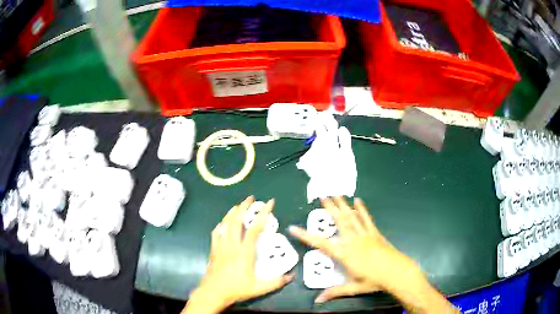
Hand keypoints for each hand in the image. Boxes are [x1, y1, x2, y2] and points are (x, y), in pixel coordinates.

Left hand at [183, 196, 293, 313]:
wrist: (213, 292)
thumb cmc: (236, 289)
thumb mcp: (259, 288)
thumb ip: (276, 282)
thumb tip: (292, 276)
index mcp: (245, 252)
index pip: (255, 229)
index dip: (263, 214)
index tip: (269, 203)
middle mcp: (232, 245)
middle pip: (236, 220)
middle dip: (244, 207)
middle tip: (250, 198)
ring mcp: (221, 246)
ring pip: (225, 224)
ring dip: (232, 212)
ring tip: (238, 205)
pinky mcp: (214, 249)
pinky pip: (216, 232)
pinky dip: (221, 224)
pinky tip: (223, 223)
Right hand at [289, 196, 421, 302]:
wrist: (397, 273)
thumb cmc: (374, 281)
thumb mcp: (353, 287)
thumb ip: (335, 292)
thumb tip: (317, 301)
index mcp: (345, 254)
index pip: (321, 244)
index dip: (306, 236)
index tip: (293, 227)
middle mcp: (353, 241)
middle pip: (339, 222)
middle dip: (330, 209)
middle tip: (322, 195)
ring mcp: (365, 235)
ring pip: (351, 217)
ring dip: (343, 205)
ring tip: (336, 194)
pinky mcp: (375, 234)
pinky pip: (367, 220)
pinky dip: (362, 210)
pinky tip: (358, 201)